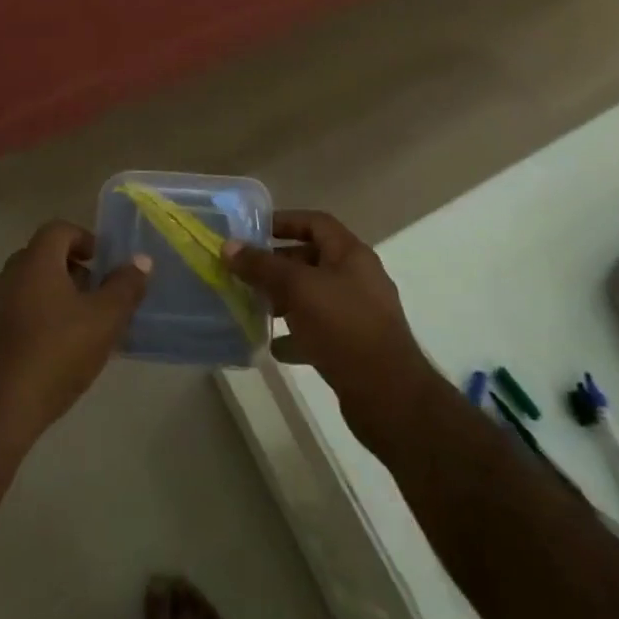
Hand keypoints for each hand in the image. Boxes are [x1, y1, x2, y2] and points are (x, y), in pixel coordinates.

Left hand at [0, 221, 149, 451]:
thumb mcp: (104, 321)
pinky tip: (55, 356)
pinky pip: (17, 316)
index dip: (85, 239)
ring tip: (82, 330)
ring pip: (31, 289)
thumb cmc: (54, 354)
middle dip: (74, 272)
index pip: (59, 229)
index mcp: (36, 261)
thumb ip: (125, 287)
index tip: (104, 263)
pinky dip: (39, 323)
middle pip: (44, 258)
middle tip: (98, 297)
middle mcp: (10, 275)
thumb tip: (141, 260)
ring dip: (57, 299)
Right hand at [226, 212, 436, 435]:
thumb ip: (262, 267)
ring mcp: (358, 314)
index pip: (315, 222)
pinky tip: (274, 346)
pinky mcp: (355, 346)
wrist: (390, 397)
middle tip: (246, 272)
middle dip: (278, 264)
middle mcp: (357, 278)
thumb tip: (229, 246)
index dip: (284, 221)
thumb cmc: (344, 327)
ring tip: (255, 307)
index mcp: (351, 254)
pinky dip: (297, 333)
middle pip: (312, 259)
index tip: (253, 231)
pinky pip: (320, 330)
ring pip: (314, 296)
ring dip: (284, 299)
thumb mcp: (298, 289)